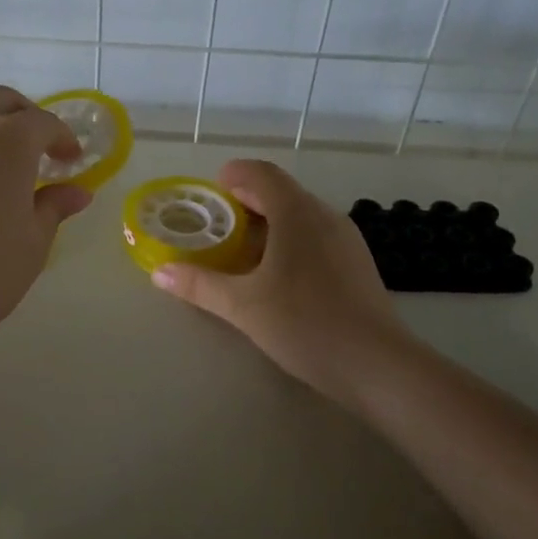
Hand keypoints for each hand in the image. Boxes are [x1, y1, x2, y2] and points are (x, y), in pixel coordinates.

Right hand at [152, 159, 409, 411]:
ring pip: (301, 214)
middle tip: (218, 222)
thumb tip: (160, 272)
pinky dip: (290, 239)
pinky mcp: (356, 263)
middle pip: (282, 191)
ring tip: (242, 249)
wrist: (377, 365)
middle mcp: (325, 216)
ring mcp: (346, 239)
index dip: (234, 175)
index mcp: (297, 213)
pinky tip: (278, 273)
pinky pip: (316, 235)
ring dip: (269, 221)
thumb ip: (200, 285)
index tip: (212, 191)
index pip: (262, 174)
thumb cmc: (305, 324)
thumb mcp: (243, 306)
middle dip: (247, 200)